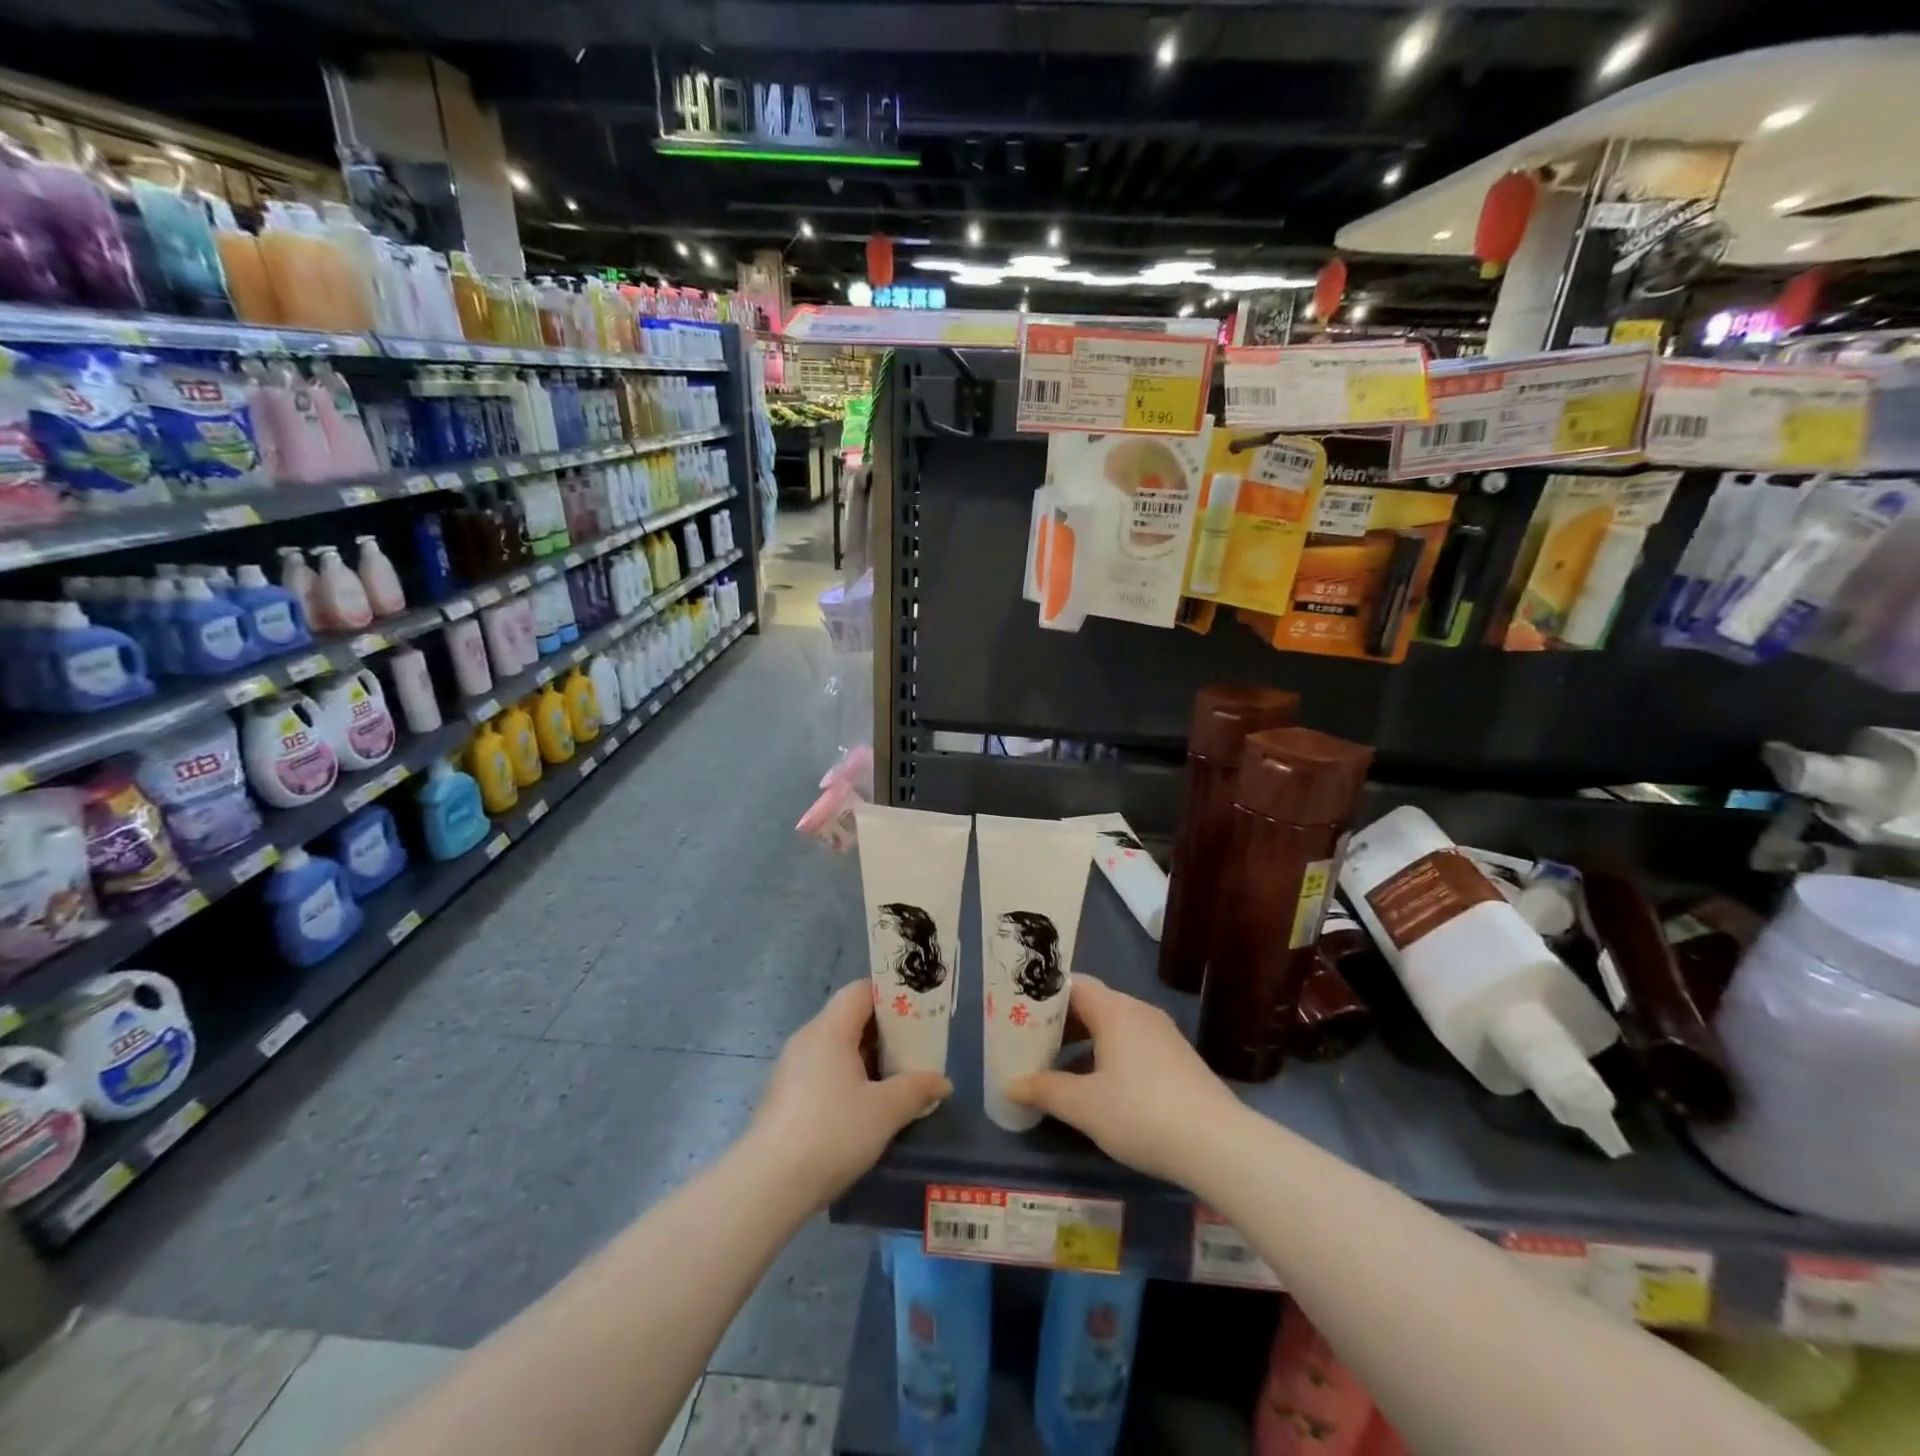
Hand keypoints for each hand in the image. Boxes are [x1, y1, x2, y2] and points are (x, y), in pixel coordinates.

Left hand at [746, 981, 951, 1208]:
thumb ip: (916, 1090)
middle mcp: (807, 1039)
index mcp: (829, 1030)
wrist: (768, 1185)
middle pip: (849, 1018)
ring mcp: (792, 1068)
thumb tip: (943, 1082)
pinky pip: (823, 1071)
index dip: (890, 995)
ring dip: (867, 1058)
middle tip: (916, 1048)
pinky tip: (866, 1107)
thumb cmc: (832, 1132)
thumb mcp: (885, 1111)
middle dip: (885, 1031)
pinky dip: (848, 1078)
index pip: (861, 991)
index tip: (918, 1011)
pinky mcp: (785, 1097)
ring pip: (837, 1048)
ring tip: (898, 1079)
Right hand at [1008, 975, 1246, 1187]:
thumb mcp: (1084, 1106)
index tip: (1020, 1014)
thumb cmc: (1141, 1113)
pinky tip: (1099, 1089)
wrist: (1217, 1144)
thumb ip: (1045, 1090)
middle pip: (1093, 1005)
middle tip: (1032, 1044)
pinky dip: (1109, 1057)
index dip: (1045, 997)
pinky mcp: (1178, 1060)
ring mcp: (1163, 1035)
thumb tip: (1012, 1085)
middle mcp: (1140, 1012)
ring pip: (1113, 1027)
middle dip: (1061, 1024)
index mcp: (1115, 1010)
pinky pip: (1133, 1045)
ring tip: (1059, 1070)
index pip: (1073, 985)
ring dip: (1085, 1044)